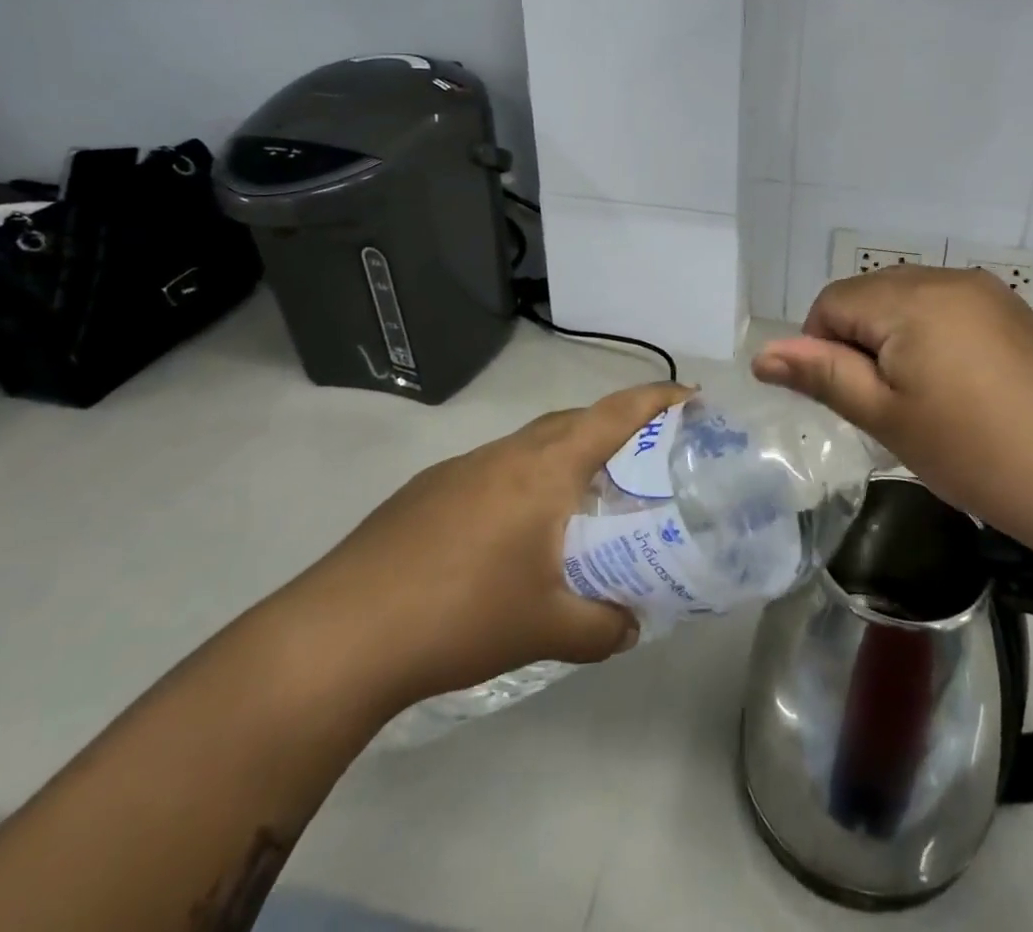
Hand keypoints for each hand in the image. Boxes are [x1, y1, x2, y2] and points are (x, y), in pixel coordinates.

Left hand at [282, 382, 692, 719]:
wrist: (341, 633)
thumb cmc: (461, 615)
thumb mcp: (546, 628)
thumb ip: (602, 625)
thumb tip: (632, 625)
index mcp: (546, 468)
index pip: (615, 414)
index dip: (657, 399)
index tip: (691, 397)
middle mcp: (508, 453)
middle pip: (575, 419)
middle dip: (616, 425)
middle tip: (645, 456)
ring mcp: (463, 467)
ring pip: (532, 442)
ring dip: (566, 454)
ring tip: (584, 495)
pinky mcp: (429, 489)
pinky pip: (497, 468)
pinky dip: (524, 479)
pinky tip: (515, 530)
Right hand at [752, 266, 1032, 543]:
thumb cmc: (975, 451)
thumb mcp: (886, 416)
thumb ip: (822, 375)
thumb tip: (762, 354)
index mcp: (910, 297)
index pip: (832, 302)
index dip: (821, 349)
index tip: (848, 401)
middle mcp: (947, 278)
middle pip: (871, 295)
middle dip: (859, 343)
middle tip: (884, 407)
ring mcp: (987, 293)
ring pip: (910, 301)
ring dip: (896, 341)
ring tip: (922, 402)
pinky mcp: (1015, 314)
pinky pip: (949, 310)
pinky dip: (933, 339)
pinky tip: (959, 390)